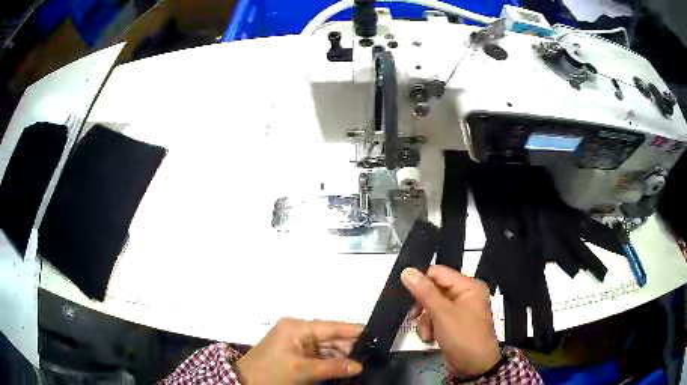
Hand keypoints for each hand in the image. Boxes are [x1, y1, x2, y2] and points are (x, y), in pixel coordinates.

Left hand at [234, 317, 362, 383]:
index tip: (375, 334)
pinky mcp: (295, 352)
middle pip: (330, 337)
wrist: (246, 382)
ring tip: (360, 364)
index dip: (353, 330)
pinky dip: (330, 361)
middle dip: (348, 347)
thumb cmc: (271, 373)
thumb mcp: (302, 371)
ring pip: (325, 347)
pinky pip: (318, 354)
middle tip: (370, 356)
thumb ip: (333, 367)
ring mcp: (296, 341)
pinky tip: (344, 368)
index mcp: (296, 327)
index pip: (331, 326)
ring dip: (340, 356)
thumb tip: (359, 366)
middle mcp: (297, 330)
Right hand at [401, 266, 500, 378]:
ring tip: (426, 334)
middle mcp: (465, 294)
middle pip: (434, 290)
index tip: (409, 297)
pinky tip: (430, 338)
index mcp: (468, 286)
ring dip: (425, 320)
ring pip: (432, 306)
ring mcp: (460, 309)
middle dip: (423, 307)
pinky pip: (436, 317)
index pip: (438, 273)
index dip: (422, 282)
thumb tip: (406, 271)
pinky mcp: (454, 322)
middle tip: (415, 317)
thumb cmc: (462, 336)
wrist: (474, 366)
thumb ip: (424, 292)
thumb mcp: (442, 313)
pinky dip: (430, 327)